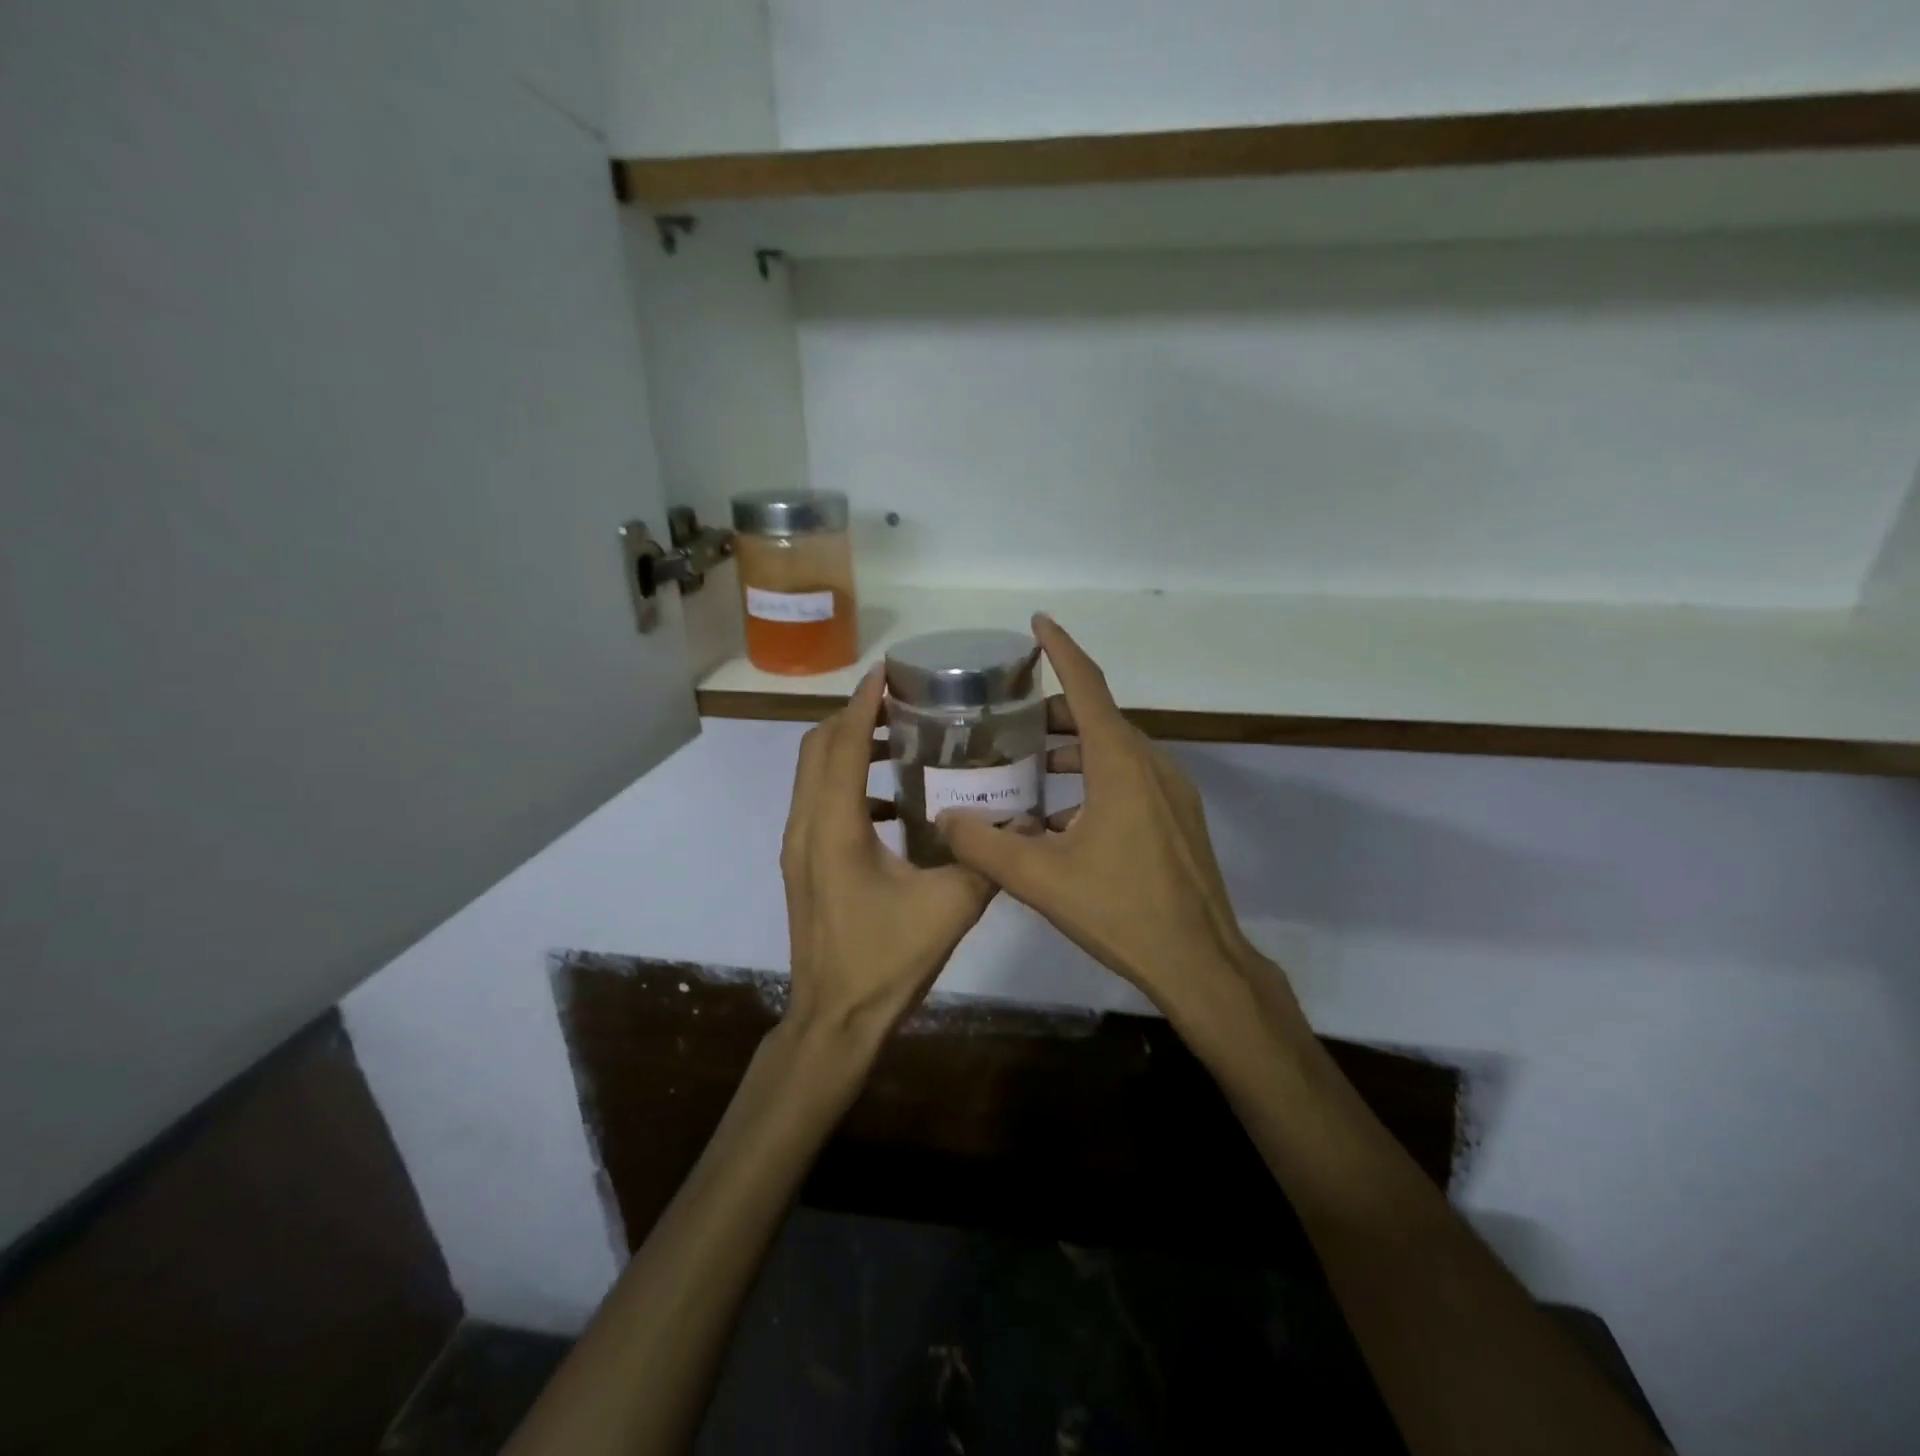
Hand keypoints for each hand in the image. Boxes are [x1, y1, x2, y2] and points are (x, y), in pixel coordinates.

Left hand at [782, 664, 995, 1037]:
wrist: (834, 1020)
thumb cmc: (886, 961)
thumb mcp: (949, 908)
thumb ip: (987, 860)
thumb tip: (1019, 823)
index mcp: (835, 827)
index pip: (843, 745)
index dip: (863, 704)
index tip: (888, 672)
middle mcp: (805, 826)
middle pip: (817, 748)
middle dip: (852, 715)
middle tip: (898, 700)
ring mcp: (797, 846)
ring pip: (811, 774)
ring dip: (845, 746)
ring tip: (894, 737)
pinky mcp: (802, 864)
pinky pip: (817, 802)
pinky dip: (845, 782)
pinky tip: (892, 801)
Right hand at [937, 615, 1272, 1024]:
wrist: (1199, 962)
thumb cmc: (1120, 911)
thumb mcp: (1039, 879)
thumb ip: (984, 846)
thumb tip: (943, 821)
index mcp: (1120, 764)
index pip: (1087, 686)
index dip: (1061, 649)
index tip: (1038, 621)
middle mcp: (1151, 765)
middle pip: (1099, 717)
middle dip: (1056, 710)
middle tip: (1011, 717)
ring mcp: (1172, 792)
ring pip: (1116, 749)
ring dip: (1075, 747)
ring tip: (1031, 764)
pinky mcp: (1178, 818)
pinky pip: (1131, 778)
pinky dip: (1095, 776)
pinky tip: (1065, 816)